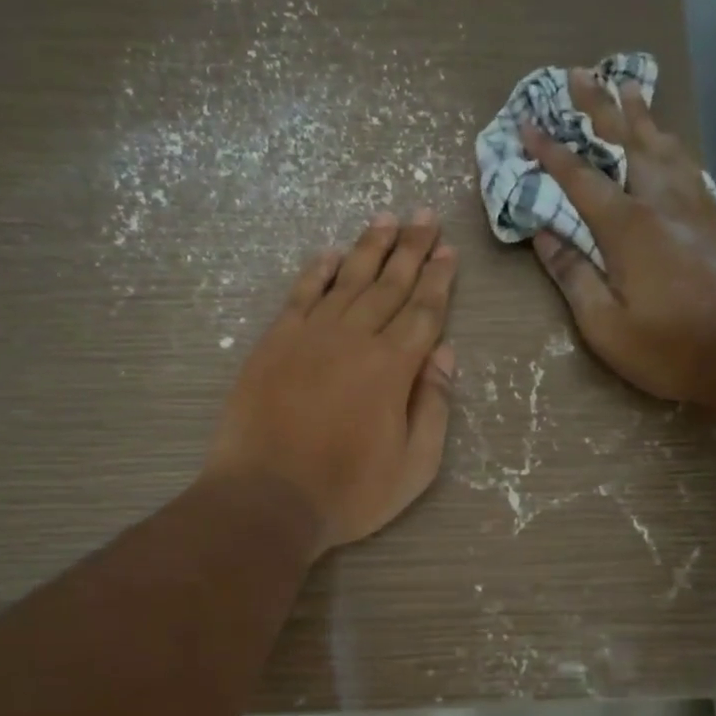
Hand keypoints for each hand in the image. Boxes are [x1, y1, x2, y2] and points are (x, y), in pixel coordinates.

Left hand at [204, 211, 457, 556]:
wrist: (267, 499)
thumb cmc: (349, 492)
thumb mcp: (414, 466)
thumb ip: (434, 407)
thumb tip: (445, 354)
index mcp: (393, 368)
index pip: (423, 312)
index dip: (439, 281)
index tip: (448, 251)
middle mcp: (354, 339)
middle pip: (389, 285)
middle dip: (411, 250)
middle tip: (425, 216)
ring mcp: (310, 337)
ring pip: (347, 281)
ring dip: (369, 248)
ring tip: (387, 219)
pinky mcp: (274, 344)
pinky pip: (300, 296)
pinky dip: (318, 272)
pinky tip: (330, 254)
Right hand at [522, 70, 715, 404]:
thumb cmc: (670, 347)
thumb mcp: (605, 326)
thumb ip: (574, 276)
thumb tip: (543, 235)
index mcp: (626, 227)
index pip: (580, 177)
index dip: (550, 150)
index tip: (527, 123)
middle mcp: (660, 201)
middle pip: (625, 142)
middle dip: (597, 107)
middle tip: (578, 73)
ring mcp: (695, 204)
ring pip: (662, 145)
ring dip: (639, 114)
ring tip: (626, 86)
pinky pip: (689, 164)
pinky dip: (671, 144)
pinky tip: (669, 140)